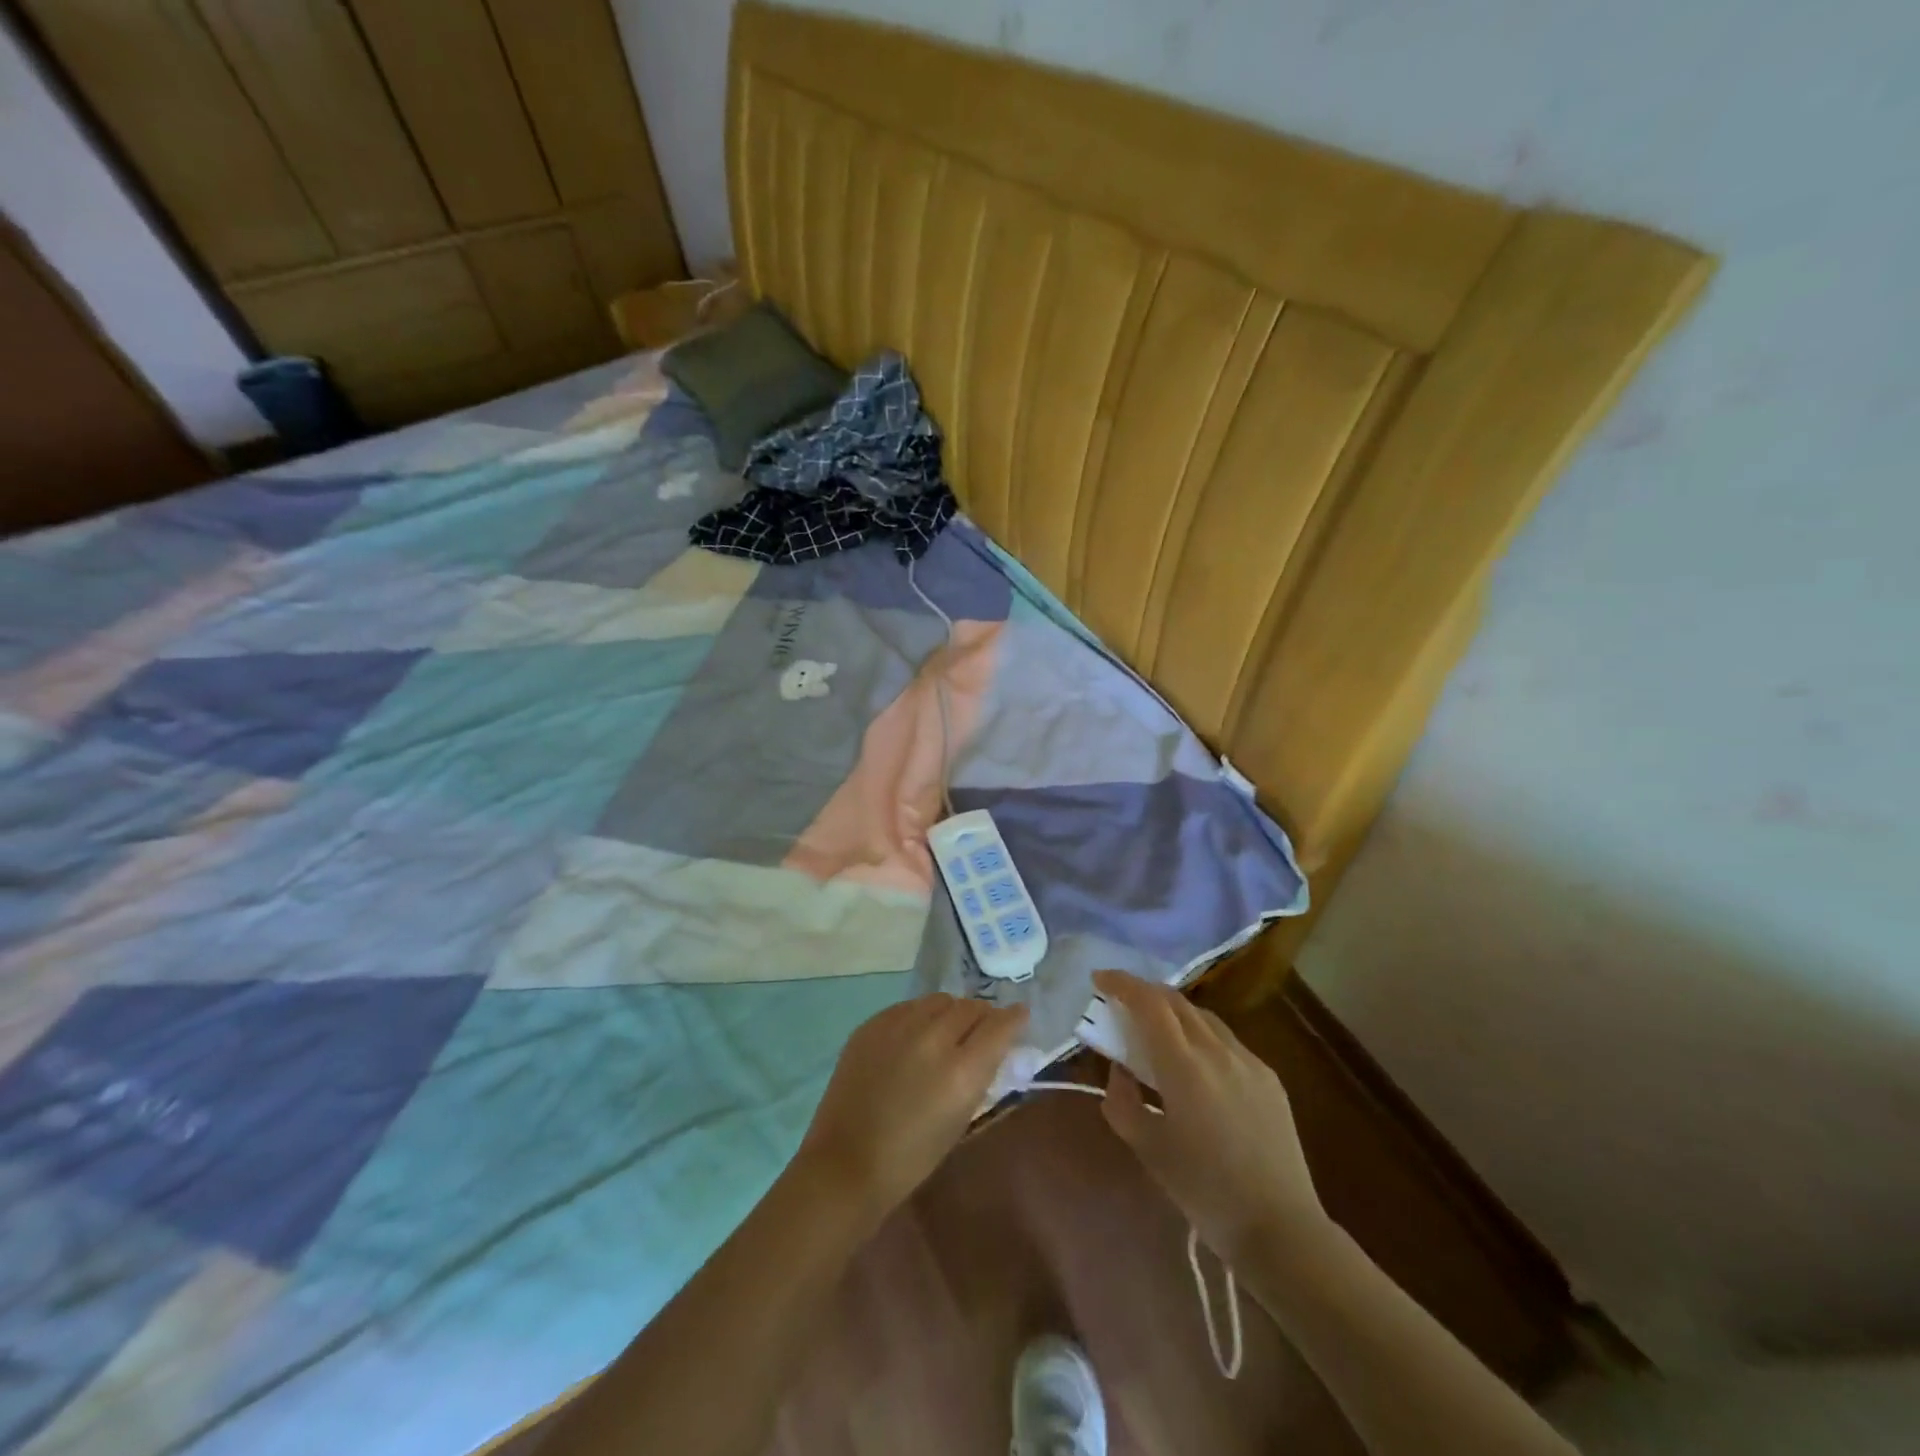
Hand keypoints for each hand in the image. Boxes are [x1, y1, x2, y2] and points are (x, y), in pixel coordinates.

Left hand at [793, 994, 1027, 1227]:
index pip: (1000, 1025)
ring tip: (946, 1031)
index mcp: (961, 1070)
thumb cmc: (912, 1156)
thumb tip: (993, 1046)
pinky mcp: (872, 1024)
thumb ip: (980, 1074)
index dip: (1014, 1018)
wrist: (847, 1162)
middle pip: (970, 1006)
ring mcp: (898, 1026)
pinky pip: (908, 1007)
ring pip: (939, 1000)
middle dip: (982, 1015)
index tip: (1019, 1016)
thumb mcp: (961, 1117)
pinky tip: (914, 1036)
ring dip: (950, 1012)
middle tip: (981, 1029)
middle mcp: (933, 1038)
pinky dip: (919, 1016)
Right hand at [1093, 970, 1327, 1262]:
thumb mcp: (1147, 1148)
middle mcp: (1217, 1051)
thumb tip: (1119, 1070)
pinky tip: (1194, 1063)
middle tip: (1120, 1004)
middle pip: (1176, 1001)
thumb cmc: (1204, 1191)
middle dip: (1144, 993)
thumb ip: (1122, 1100)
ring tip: (1155, 1031)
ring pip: (1203, 1017)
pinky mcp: (1268, 1077)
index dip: (1122, 983)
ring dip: (1173, 1012)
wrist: (1280, 1228)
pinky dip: (1200, 1035)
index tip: (1099, 979)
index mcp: (1184, 1066)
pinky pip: (1226, 1040)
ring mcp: (1248, 1061)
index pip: (1149, 1003)